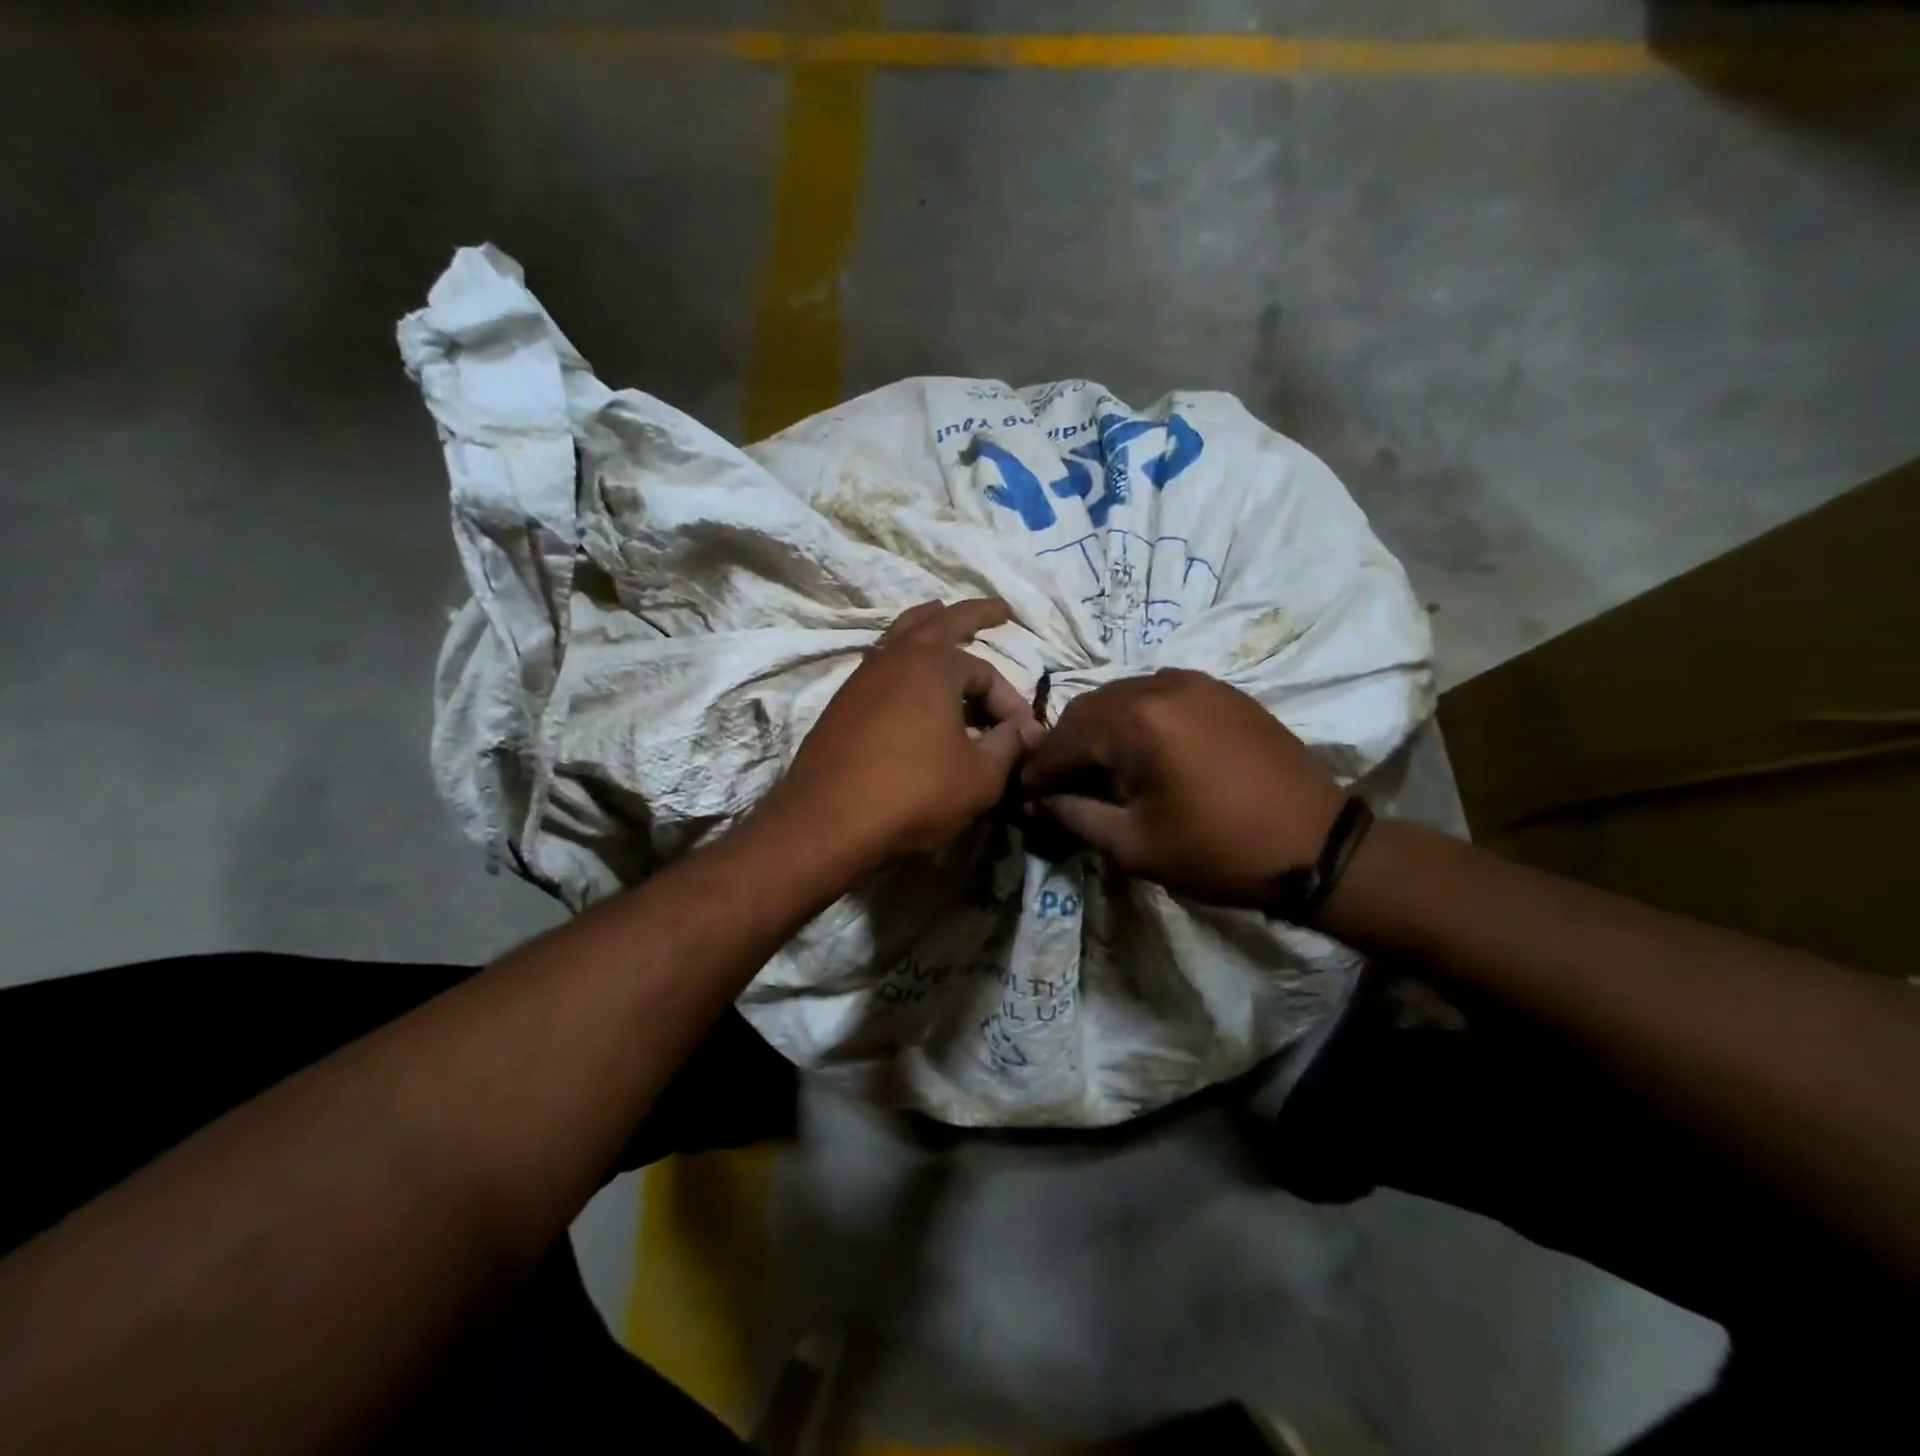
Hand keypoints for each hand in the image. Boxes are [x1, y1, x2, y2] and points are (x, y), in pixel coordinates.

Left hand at [762, 599, 1042, 870]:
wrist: (827, 823)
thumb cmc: (914, 793)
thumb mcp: (979, 776)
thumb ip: (1009, 745)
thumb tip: (1028, 730)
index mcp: (933, 664)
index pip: (985, 672)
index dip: (1010, 702)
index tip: (1024, 735)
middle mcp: (895, 658)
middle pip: (939, 622)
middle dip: (973, 614)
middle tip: (998, 609)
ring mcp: (862, 678)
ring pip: (901, 637)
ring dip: (928, 625)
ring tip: (940, 614)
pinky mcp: (842, 704)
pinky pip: (881, 666)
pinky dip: (902, 660)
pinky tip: (907, 675)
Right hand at [1020, 668, 1344, 907]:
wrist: (1317, 845)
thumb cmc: (1220, 852)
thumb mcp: (1135, 845)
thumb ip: (1076, 815)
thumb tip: (1038, 800)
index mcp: (1138, 721)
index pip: (1065, 738)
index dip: (1039, 767)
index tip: (1022, 790)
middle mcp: (1161, 685)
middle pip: (1089, 707)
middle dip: (1065, 744)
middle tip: (1056, 781)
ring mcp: (1195, 682)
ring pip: (1122, 695)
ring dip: (1099, 728)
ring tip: (1095, 767)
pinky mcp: (1221, 690)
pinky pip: (1158, 694)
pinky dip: (1135, 718)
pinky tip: (1138, 750)